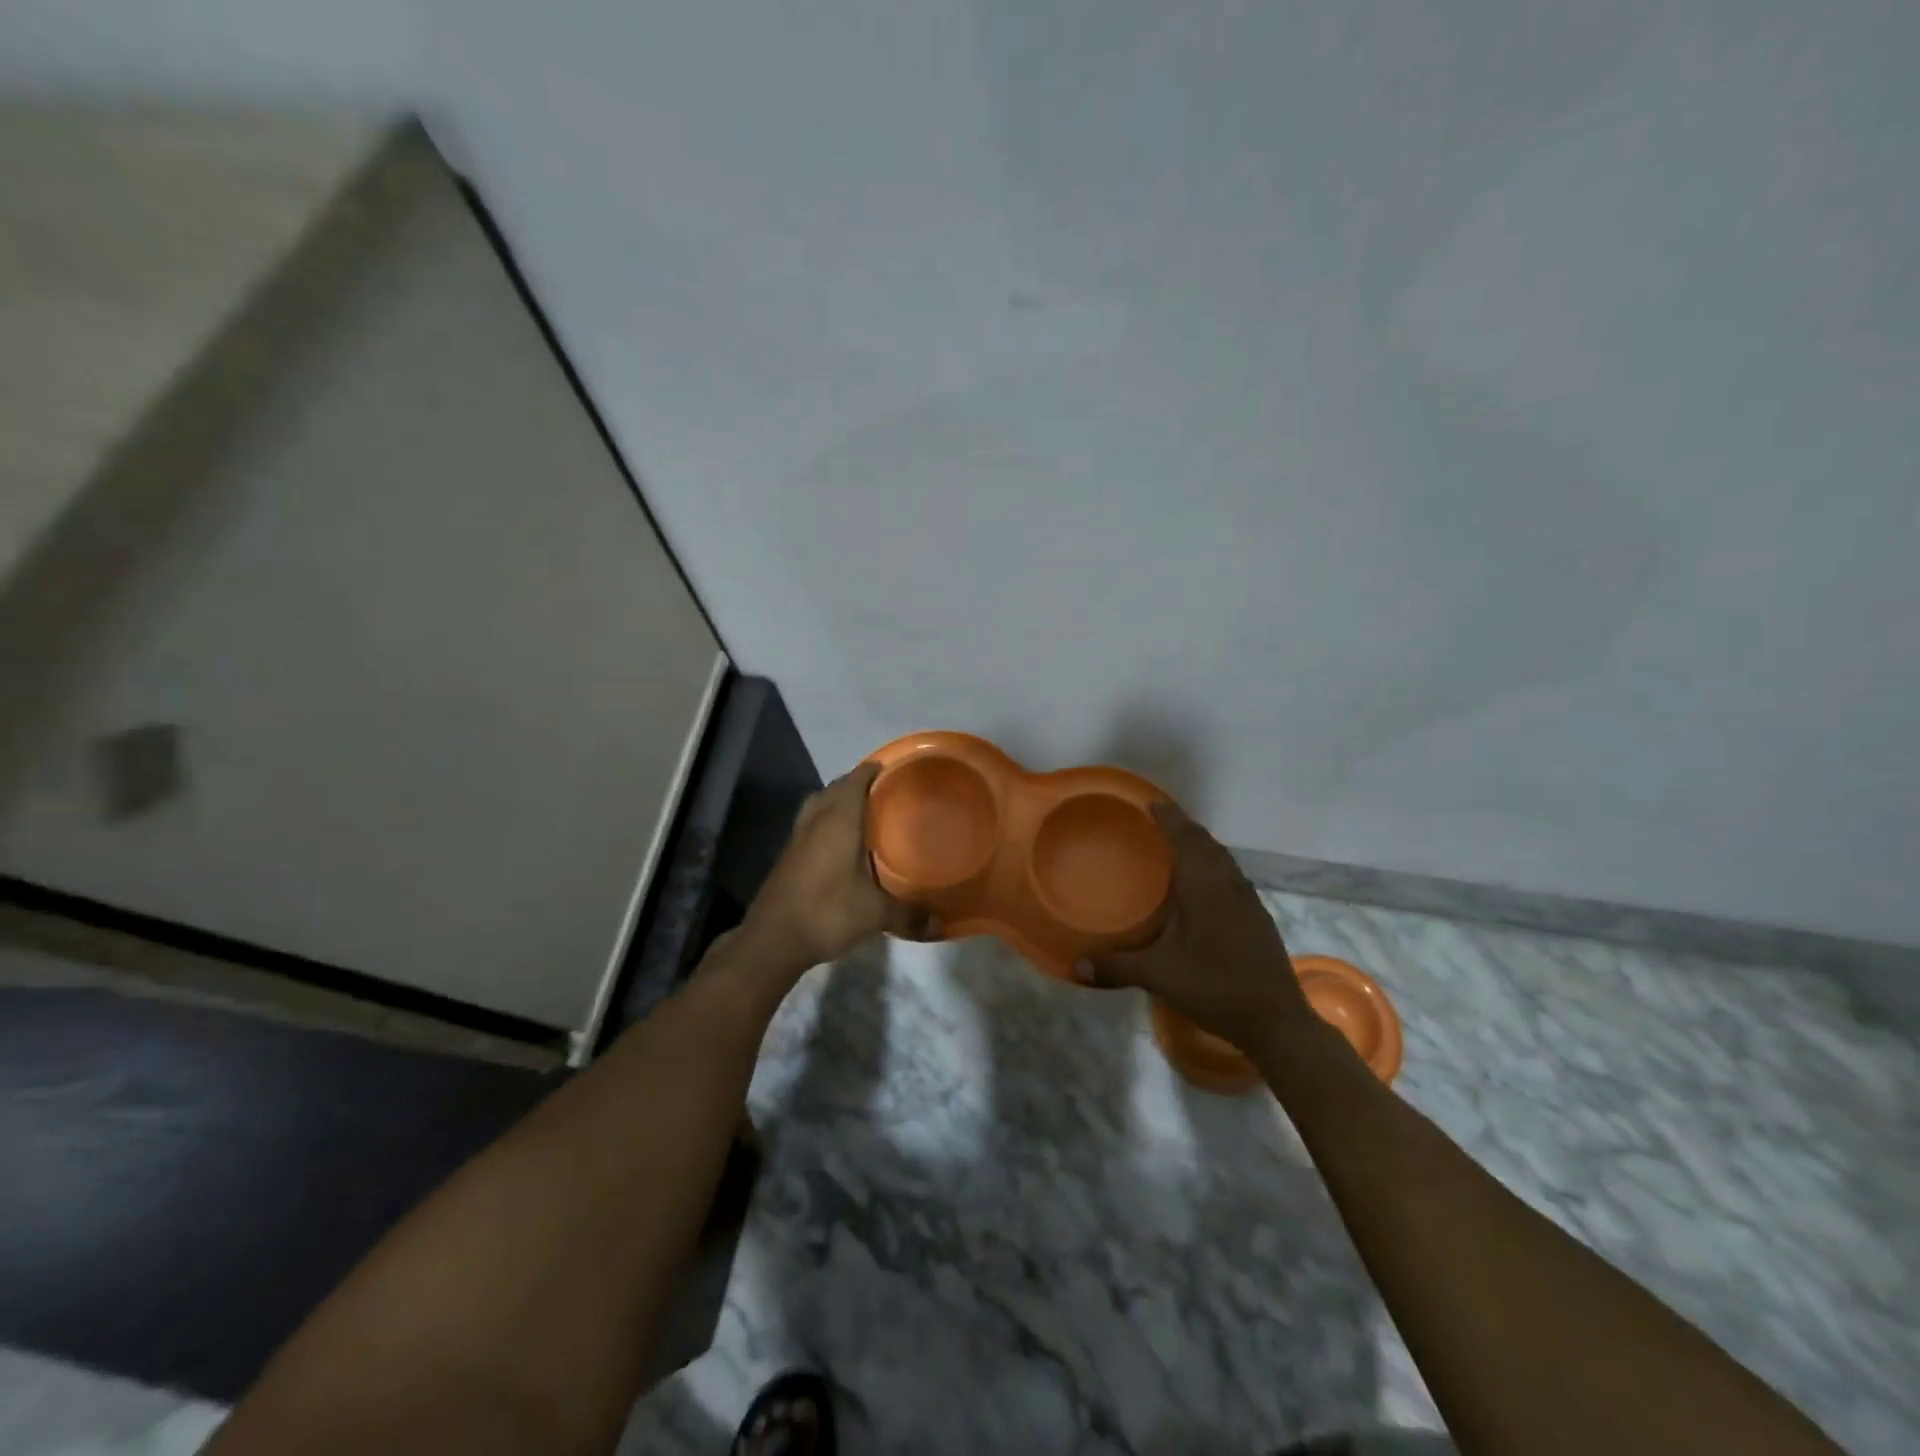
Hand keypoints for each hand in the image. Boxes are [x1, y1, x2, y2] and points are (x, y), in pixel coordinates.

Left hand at [744, 762, 937, 970]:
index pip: (855, 780)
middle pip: (834, 789)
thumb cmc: (827, 912)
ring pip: (817, 806)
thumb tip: (940, 923)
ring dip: (836, 802)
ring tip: (862, 814)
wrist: (773, 940)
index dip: (873, 771)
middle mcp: (815, 821)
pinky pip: (810, 826)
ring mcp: (797, 838)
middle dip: (856, 785)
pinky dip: (825, 824)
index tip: (893, 770)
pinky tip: (841, 846)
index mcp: (838, 821)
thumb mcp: (875, 914)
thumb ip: (908, 914)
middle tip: (883, 794)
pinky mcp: (788, 857)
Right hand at [1073, 802, 1311, 1052]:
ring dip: (1202, 846)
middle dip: (1184, 828)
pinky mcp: (1258, 917)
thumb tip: (1074, 967)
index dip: (1169, 818)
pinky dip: (1216, 866)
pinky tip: (1206, 886)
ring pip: (1223, 859)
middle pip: (1206, 843)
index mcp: (1204, 886)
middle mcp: (1228, 884)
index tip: (1152, 803)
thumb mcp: (1159, 976)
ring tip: (1180, 847)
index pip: (1185, 839)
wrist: (1275, 1019)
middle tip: (1160, 822)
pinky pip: (1233, 876)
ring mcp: (1248, 900)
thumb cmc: (1214, 987)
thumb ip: (1116, 967)